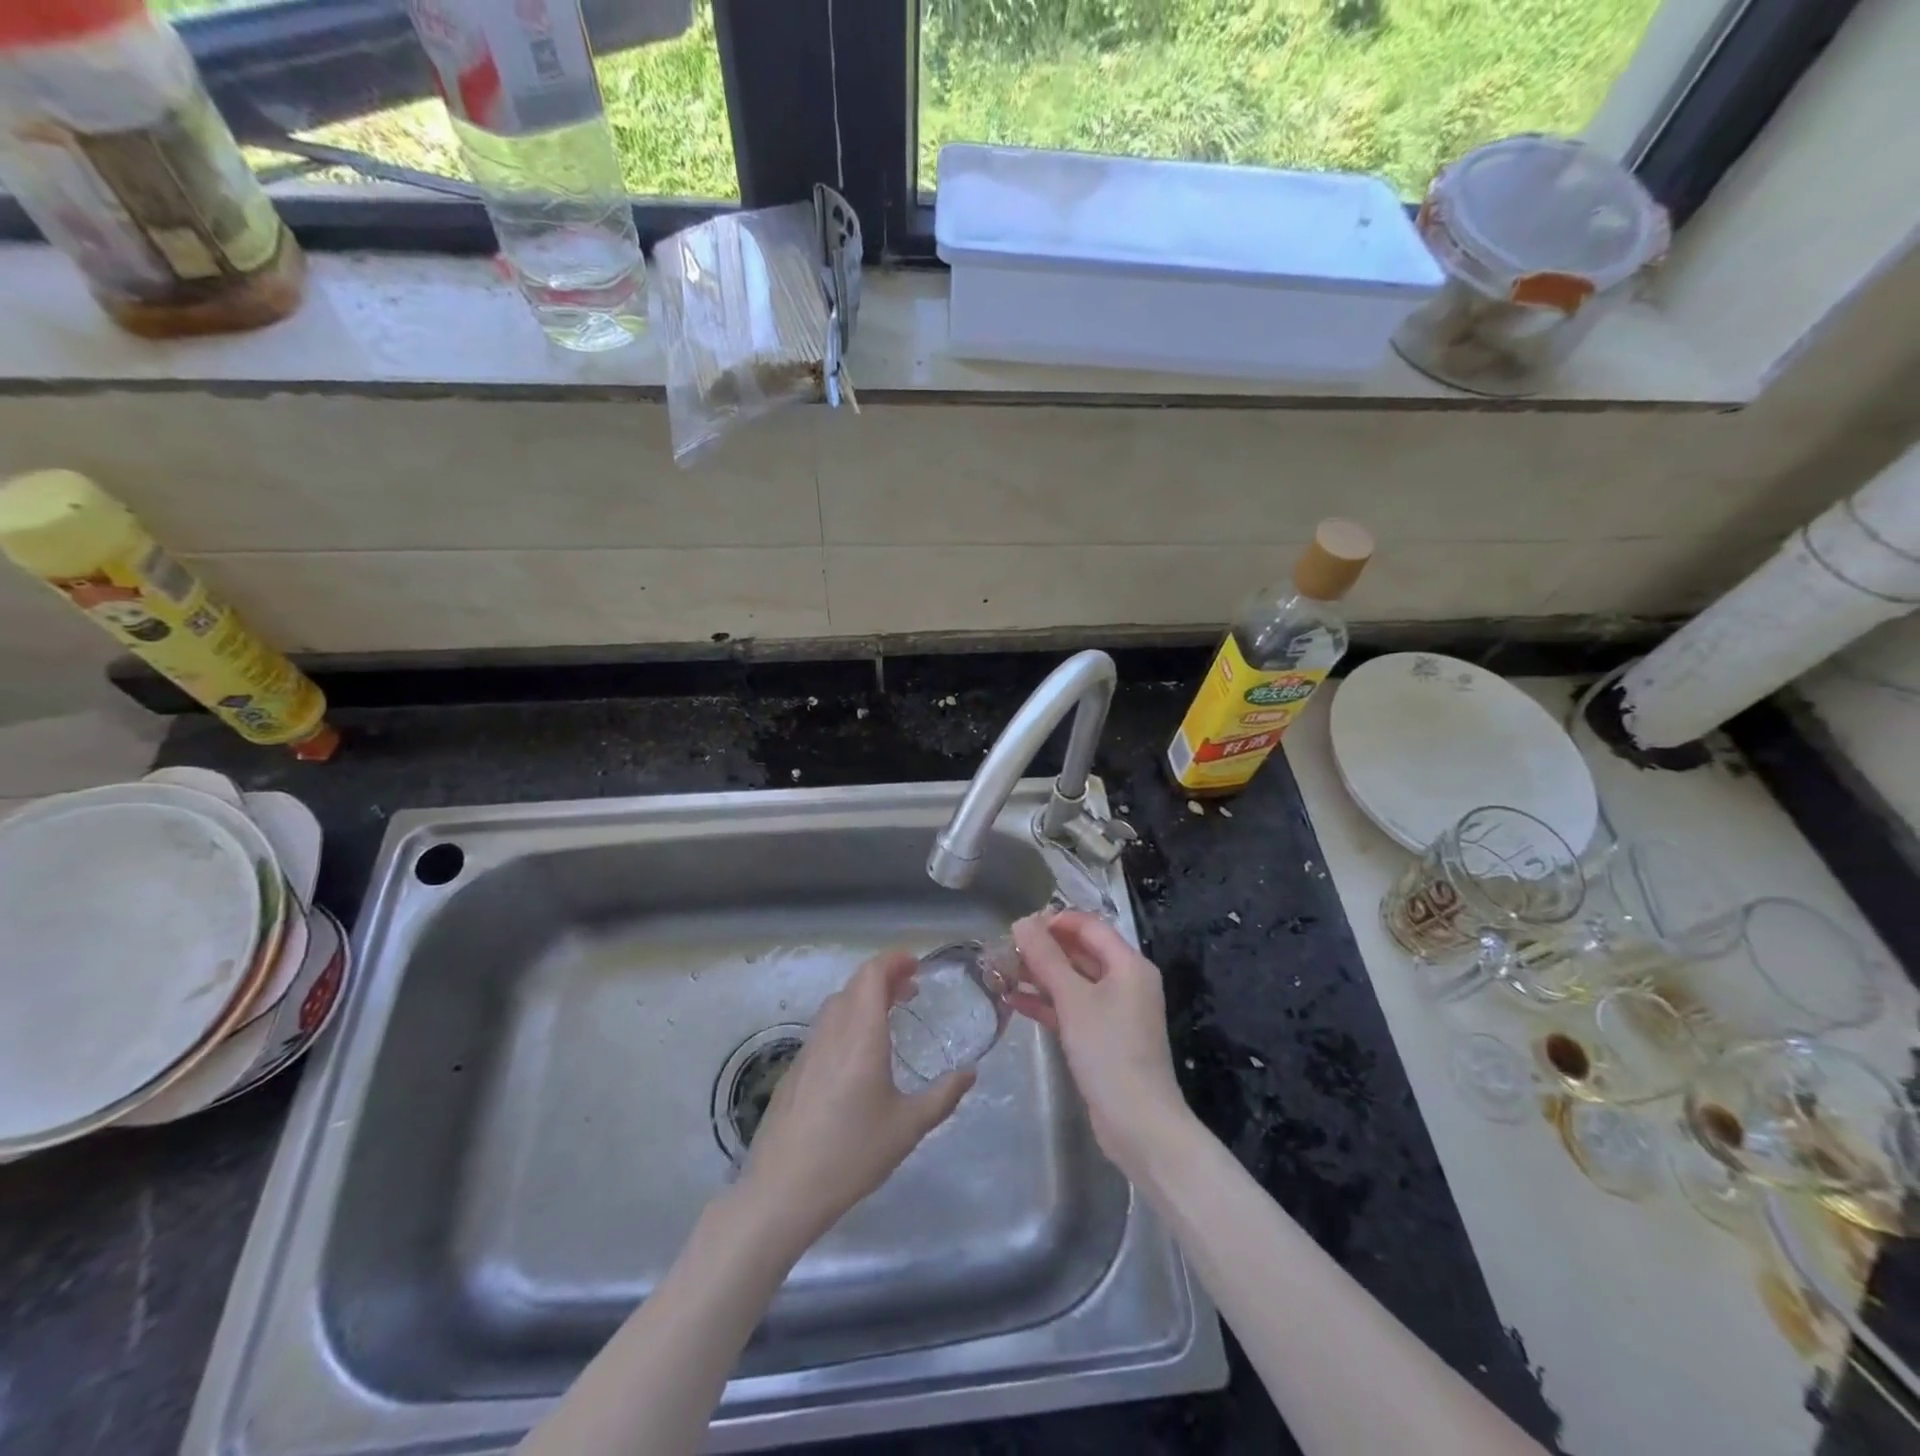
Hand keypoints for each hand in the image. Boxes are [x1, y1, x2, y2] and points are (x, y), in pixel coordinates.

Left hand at [740, 949, 973, 1251]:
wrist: (783, 1191)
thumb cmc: (852, 1154)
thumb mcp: (908, 1127)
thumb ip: (943, 1096)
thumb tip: (970, 1073)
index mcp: (860, 1035)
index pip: (872, 974)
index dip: (894, 960)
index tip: (917, 965)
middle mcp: (832, 1032)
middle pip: (855, 984)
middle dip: (884, 977)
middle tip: (911, 990)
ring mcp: (808, 1049)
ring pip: (837, 1004)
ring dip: (864, 997)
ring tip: (889, 1015)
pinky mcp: (795, 1070)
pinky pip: (825, 1027)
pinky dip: (847, 1019)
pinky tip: (859, 1053)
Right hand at [1009, 911, 1191, 1177]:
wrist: (1138, 1124)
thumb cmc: (1108, 1050)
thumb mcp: (1073, 999)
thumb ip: (1046, 958)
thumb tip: (1023, 921)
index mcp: (1128, 964)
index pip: (1090, 927)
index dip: (1055, 921)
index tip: (1020, 926)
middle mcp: (1125, 982)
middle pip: (1080, 953)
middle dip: (1043, 950)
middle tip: (1004, 949)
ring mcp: (1114, 1012)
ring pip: (1072, 982)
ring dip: (1039, 976)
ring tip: (1000, 972)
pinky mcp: (1102, 1038)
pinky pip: (1071, 1009)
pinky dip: (1046, 1003)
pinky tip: (1012, 1001)